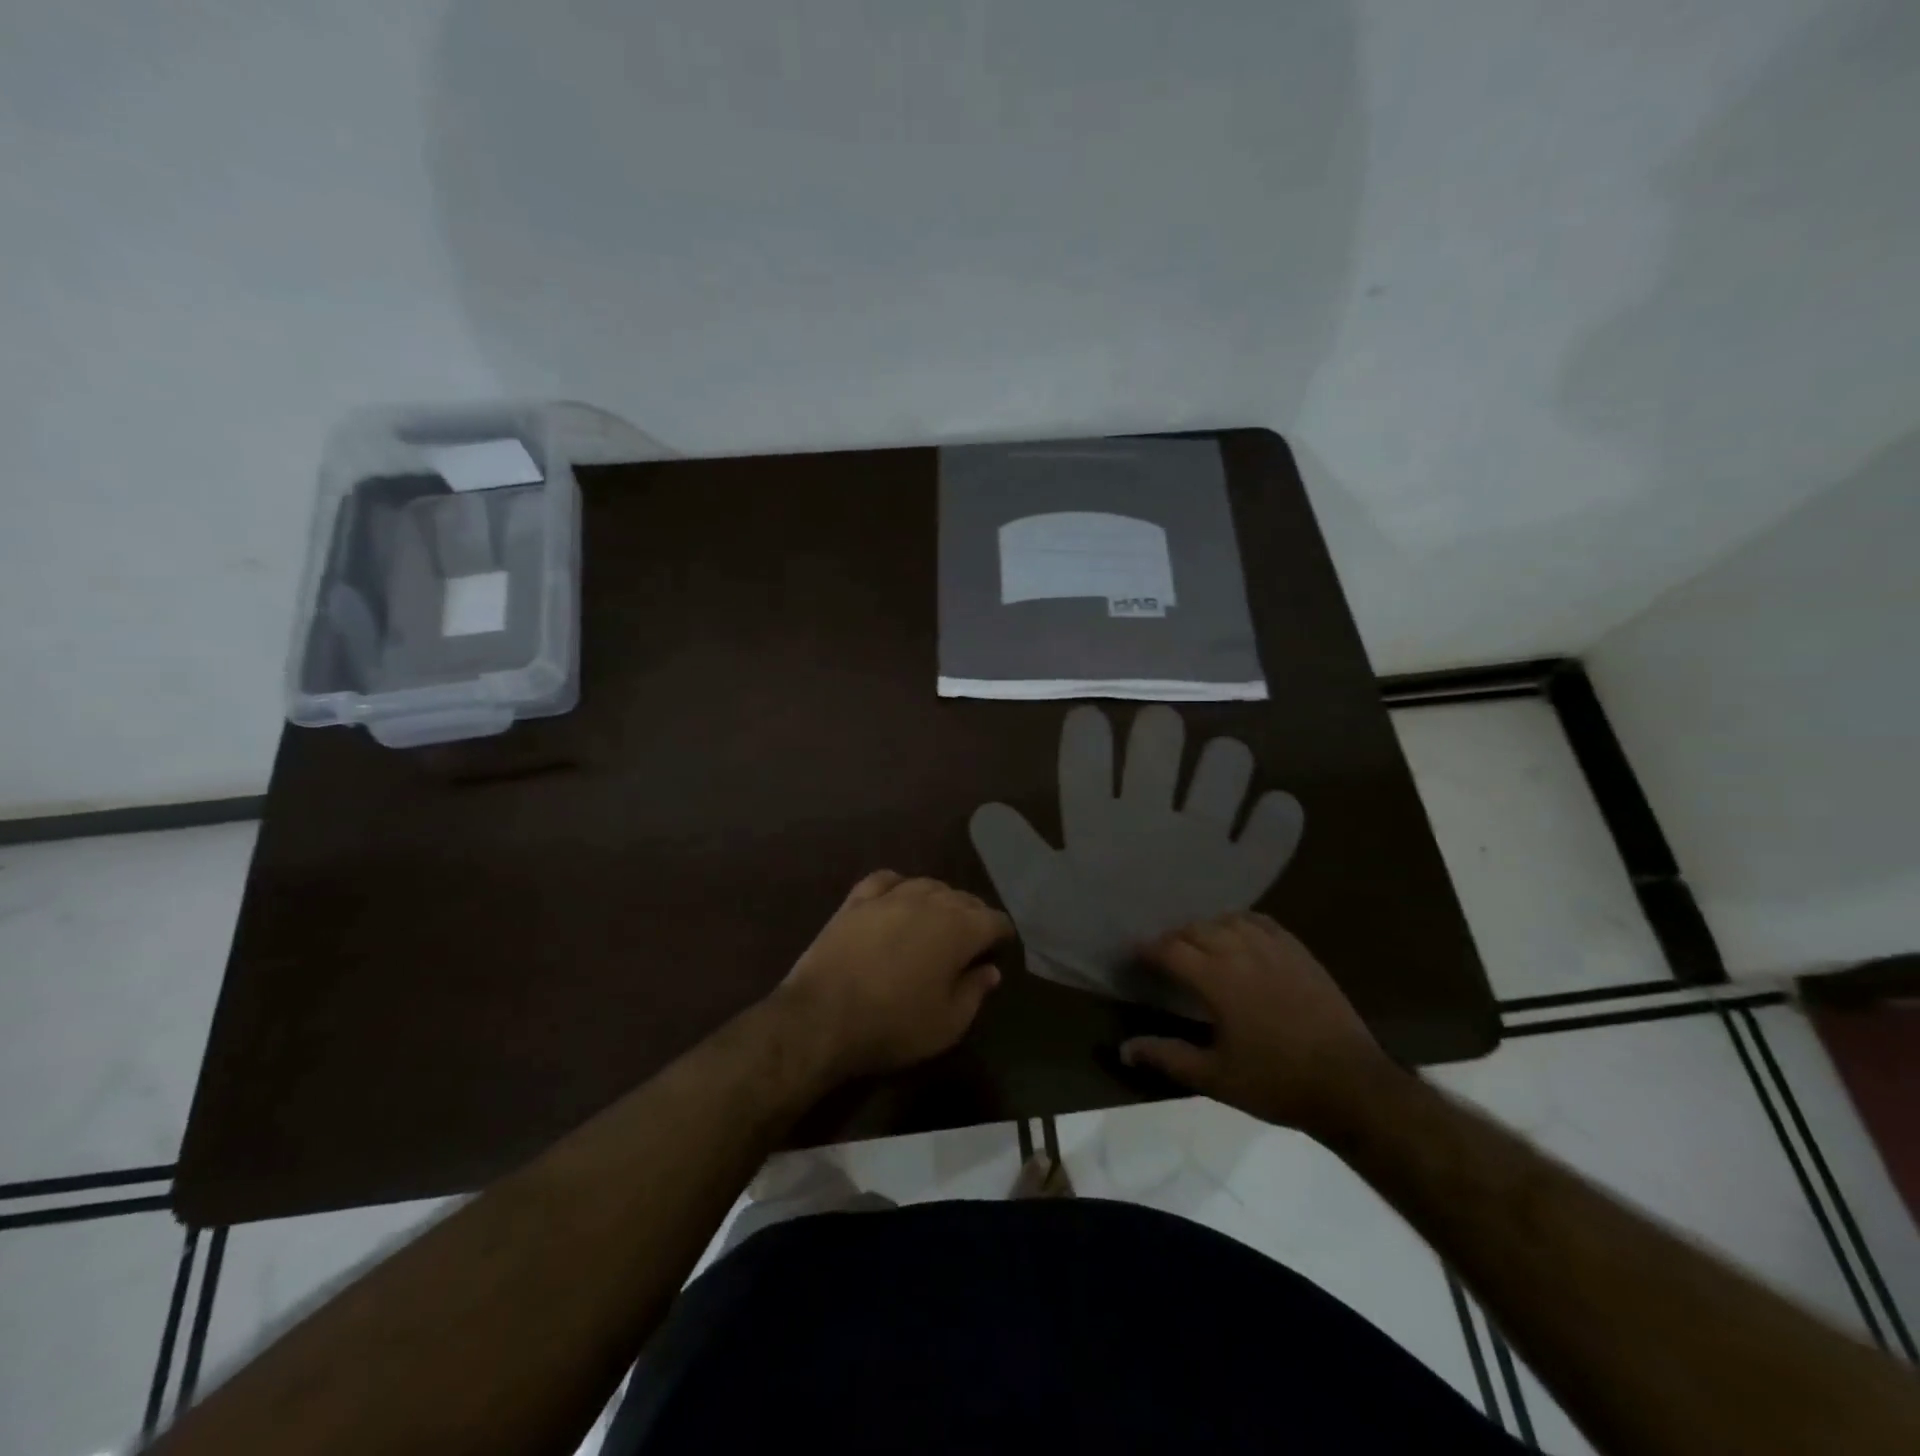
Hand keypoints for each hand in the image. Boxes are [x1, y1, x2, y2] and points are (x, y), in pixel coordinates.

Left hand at [777, 871, 1011, 1081]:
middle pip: (963, 898)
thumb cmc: (893, 1024)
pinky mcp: (856, 901)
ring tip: (939, 917)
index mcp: (959, 929)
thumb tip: (990, 970)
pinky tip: (898, 896)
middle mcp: (929, 902)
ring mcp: (890, 897)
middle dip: (974, 915)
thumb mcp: (947, 1023)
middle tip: (973, 938)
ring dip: (940, 899)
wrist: (822, 1017)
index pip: (994, 920)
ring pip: (927, 885)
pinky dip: (899, 885)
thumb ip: (974, 992)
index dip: (1002, 933)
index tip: (1002, 947)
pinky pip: (885, 880)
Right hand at [1118, 912, 1398, 1137]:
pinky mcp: (1299, 952)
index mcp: (1217, 979)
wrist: (1350, 1085)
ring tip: (1198, 944)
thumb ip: (1167, 1057)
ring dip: (1206, 928)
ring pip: (1227, 920)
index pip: (1170, 949)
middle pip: (1196, 929)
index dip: (1147, 949)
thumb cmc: (1276, 1082)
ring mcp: (1274, 948)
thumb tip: (1124, 1049)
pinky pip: (1261, 922)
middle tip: (1163, 956)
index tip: (1134, 955)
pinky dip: (1240, 923)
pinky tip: (1239, 935)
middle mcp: (1241, 952)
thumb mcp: (1215, 1077)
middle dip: (1173, 939)